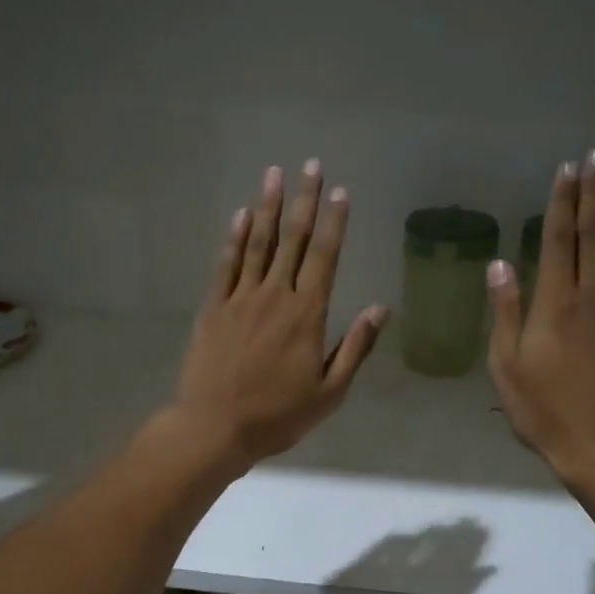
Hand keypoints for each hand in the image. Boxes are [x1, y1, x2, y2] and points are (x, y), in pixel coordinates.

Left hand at [167, 161, 388, 469]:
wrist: (214, 427)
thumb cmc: (277, 415)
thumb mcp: (329, 392)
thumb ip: (355, 347)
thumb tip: (381, 309)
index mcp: (307, 314)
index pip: (325, 257)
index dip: (335, 223)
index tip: (341, 192)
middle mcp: (275, 296)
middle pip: (293, 240)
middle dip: (304, 201)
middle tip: (310, 165)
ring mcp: (240, 298)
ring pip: (258, 243)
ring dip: (267, 207)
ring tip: (273, 174)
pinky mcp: (213, 307)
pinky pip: (226, 265)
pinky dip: (234, 238)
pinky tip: (240, 216)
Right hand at [487, 148, 594, 491]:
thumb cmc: (545, 412)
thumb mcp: (507, 367)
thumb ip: (505, 313)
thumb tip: (499, 265)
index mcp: (556, 305)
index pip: (559, 241)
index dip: (562, 203)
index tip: (567, 170)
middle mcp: (593, 299)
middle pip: (594, 237)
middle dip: (594, 195)